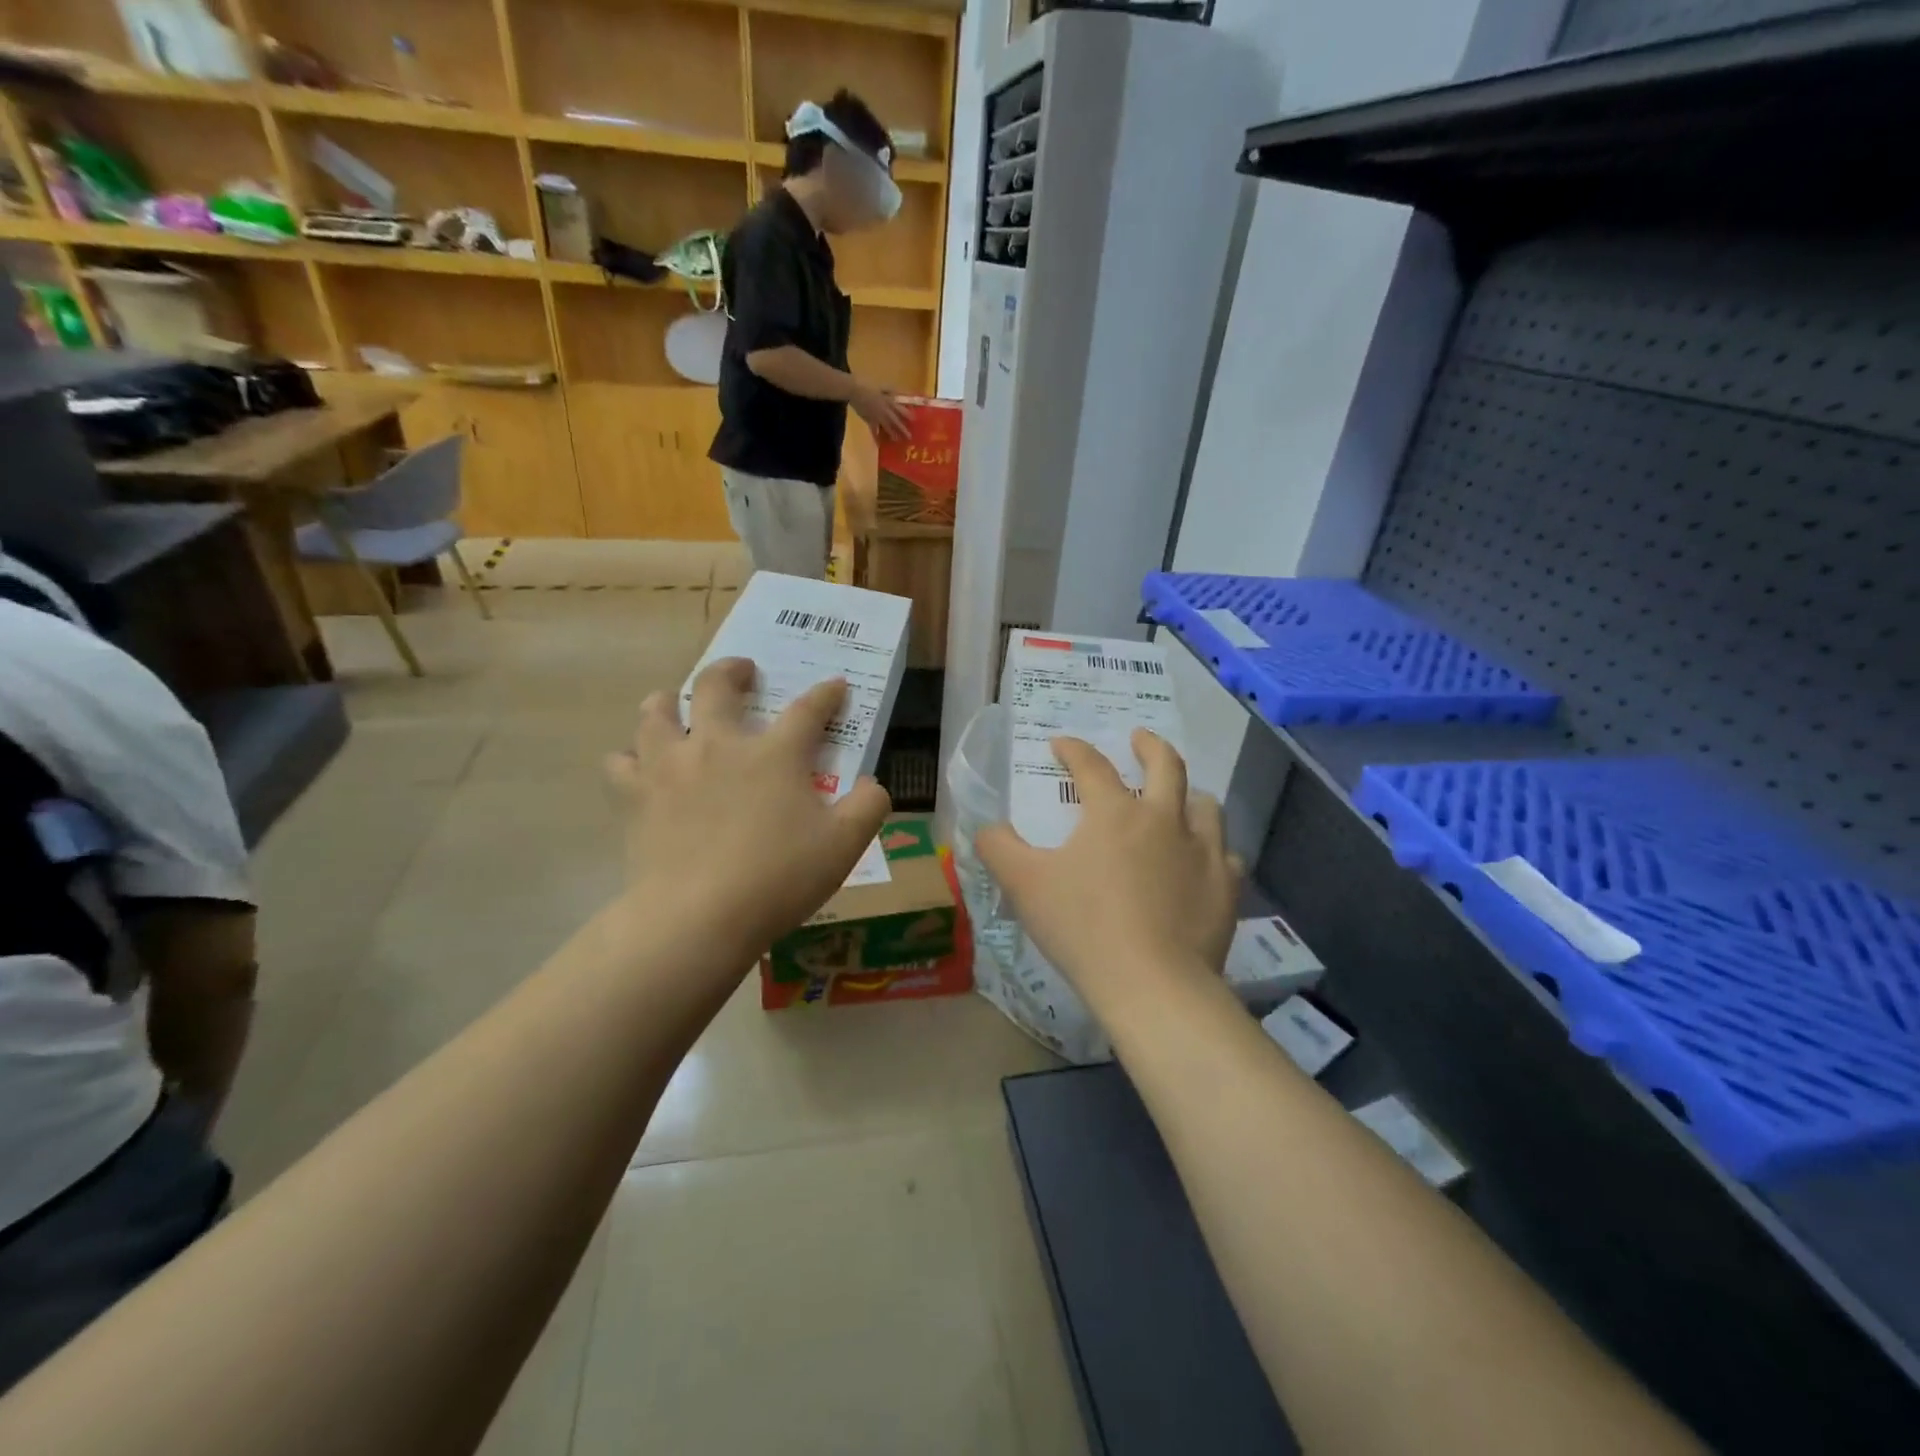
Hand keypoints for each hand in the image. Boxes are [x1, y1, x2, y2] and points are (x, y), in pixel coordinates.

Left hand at [609, 658, 890, 970]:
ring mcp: (671, 766)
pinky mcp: (637, 796)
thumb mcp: (844, 846)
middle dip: (733, 670)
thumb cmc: (778, 877)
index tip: (835, 686)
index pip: (808, 709)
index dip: (826, 694)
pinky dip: (631, 757)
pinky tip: (639, 765)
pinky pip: (622, 762)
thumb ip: (867, 807)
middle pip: (718, 686)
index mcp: (774, 754)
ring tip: (675, 704)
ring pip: (657, 711)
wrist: (698, 917)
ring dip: (669, 701)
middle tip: (743, 672)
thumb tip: (871, 784)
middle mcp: (719, 745)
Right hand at [851, 380, 910, 440]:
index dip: (907, 415)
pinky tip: (878, 444)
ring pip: (886, 427)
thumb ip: (892, 391)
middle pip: (895, 421)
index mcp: (888, 401)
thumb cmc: (868, 386)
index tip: (914, 420)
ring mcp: (877, 417)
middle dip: (902, 429)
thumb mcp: (882, 387)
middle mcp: (884, 410)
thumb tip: (901, 394)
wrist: (854, 390)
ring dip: (892, 434)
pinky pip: (873, 430)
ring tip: (897, 440)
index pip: (900, 409)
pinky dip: (875, 437)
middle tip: (909, 437)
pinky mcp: (869, 420)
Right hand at [977, 731, 1242, 1011]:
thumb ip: (998, 848)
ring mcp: (1203, 852)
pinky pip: (1226, 855)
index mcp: (1115, 812)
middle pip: (1166, 766)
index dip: (1073, 749)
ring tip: (1181, 799)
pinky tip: (1204, 861)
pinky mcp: (1226, 887)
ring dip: (1189, 795)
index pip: (1091, 765)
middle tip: (1140, 738)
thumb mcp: (1024, 885)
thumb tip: (987, 828)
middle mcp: (1164, 819)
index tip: (1061, 743)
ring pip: (1205, 806)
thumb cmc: (1083, 927)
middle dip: (1150, 746)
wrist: (1152, 984)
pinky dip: (1213, 850)